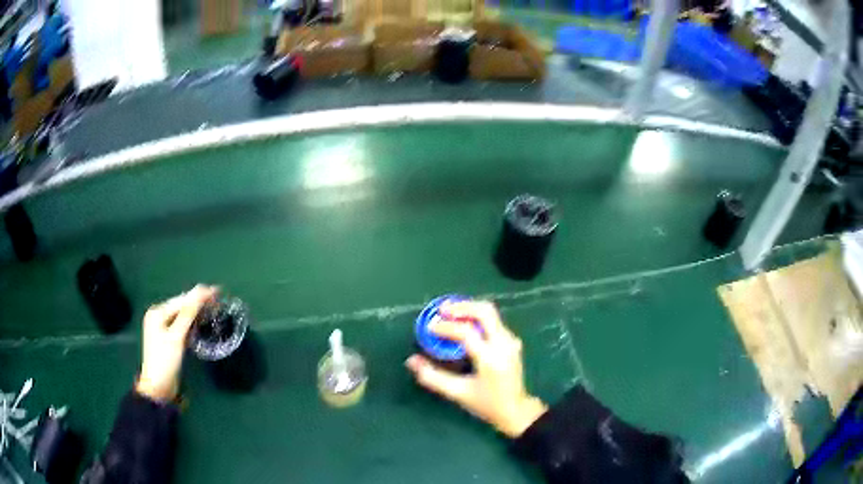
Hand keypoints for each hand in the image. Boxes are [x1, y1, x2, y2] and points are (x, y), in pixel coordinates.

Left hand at [136, 285, 217, 401]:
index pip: (181, 300)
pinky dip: (191, 322)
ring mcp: (162, 327)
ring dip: (196, 311)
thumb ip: (188, 314)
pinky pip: (181, 324)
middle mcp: (158, 316)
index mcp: (158, 312)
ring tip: (213, 307)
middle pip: (181, 305)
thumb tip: (200, 292)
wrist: (158, 387)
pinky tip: (201, 321)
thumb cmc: (165, 360)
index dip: (199, 295)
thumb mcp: (177, 337)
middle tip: (218, 299)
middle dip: (198, 302)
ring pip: (182, 315)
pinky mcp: (168, 338)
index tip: (217, 291)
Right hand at [406, 301, 547, 437]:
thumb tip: (411, 360)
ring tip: (449, 313)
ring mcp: (511, 341)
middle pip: (485, 311)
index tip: (429, 328)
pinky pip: (493, 321)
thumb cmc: (486, 404)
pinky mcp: (512, 341)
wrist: (515, 410)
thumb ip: (432, 377)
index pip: (467, 332)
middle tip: (441, 310)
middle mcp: (504, 344)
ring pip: (490, 313)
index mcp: (490, 358)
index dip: (446, 327)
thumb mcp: (457, 393)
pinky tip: (463, 323)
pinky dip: (476, 317)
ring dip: (469, 309)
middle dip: (461, 307)